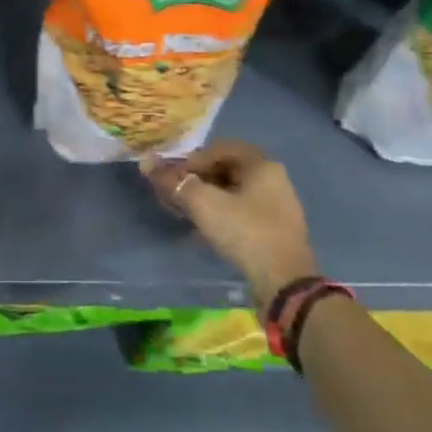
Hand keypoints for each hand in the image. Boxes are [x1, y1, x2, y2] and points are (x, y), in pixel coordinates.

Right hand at [139, 140, 318, 306]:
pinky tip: (204, 232)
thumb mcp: (203, 204)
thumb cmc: (245, 232)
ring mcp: (278, 207)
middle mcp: (274, 180)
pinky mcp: (275, 231)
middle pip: (227, 169)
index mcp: (262, 165)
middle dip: (198, 179)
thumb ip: (174, 182)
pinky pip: (243, 213)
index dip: (193, 159)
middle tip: (177, 195)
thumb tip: (146, 161)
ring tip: (187, 214)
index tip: (175, 177)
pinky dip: (221, 216)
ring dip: (208, 199)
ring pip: (234, 193)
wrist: (285, 283)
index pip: (221, 148)